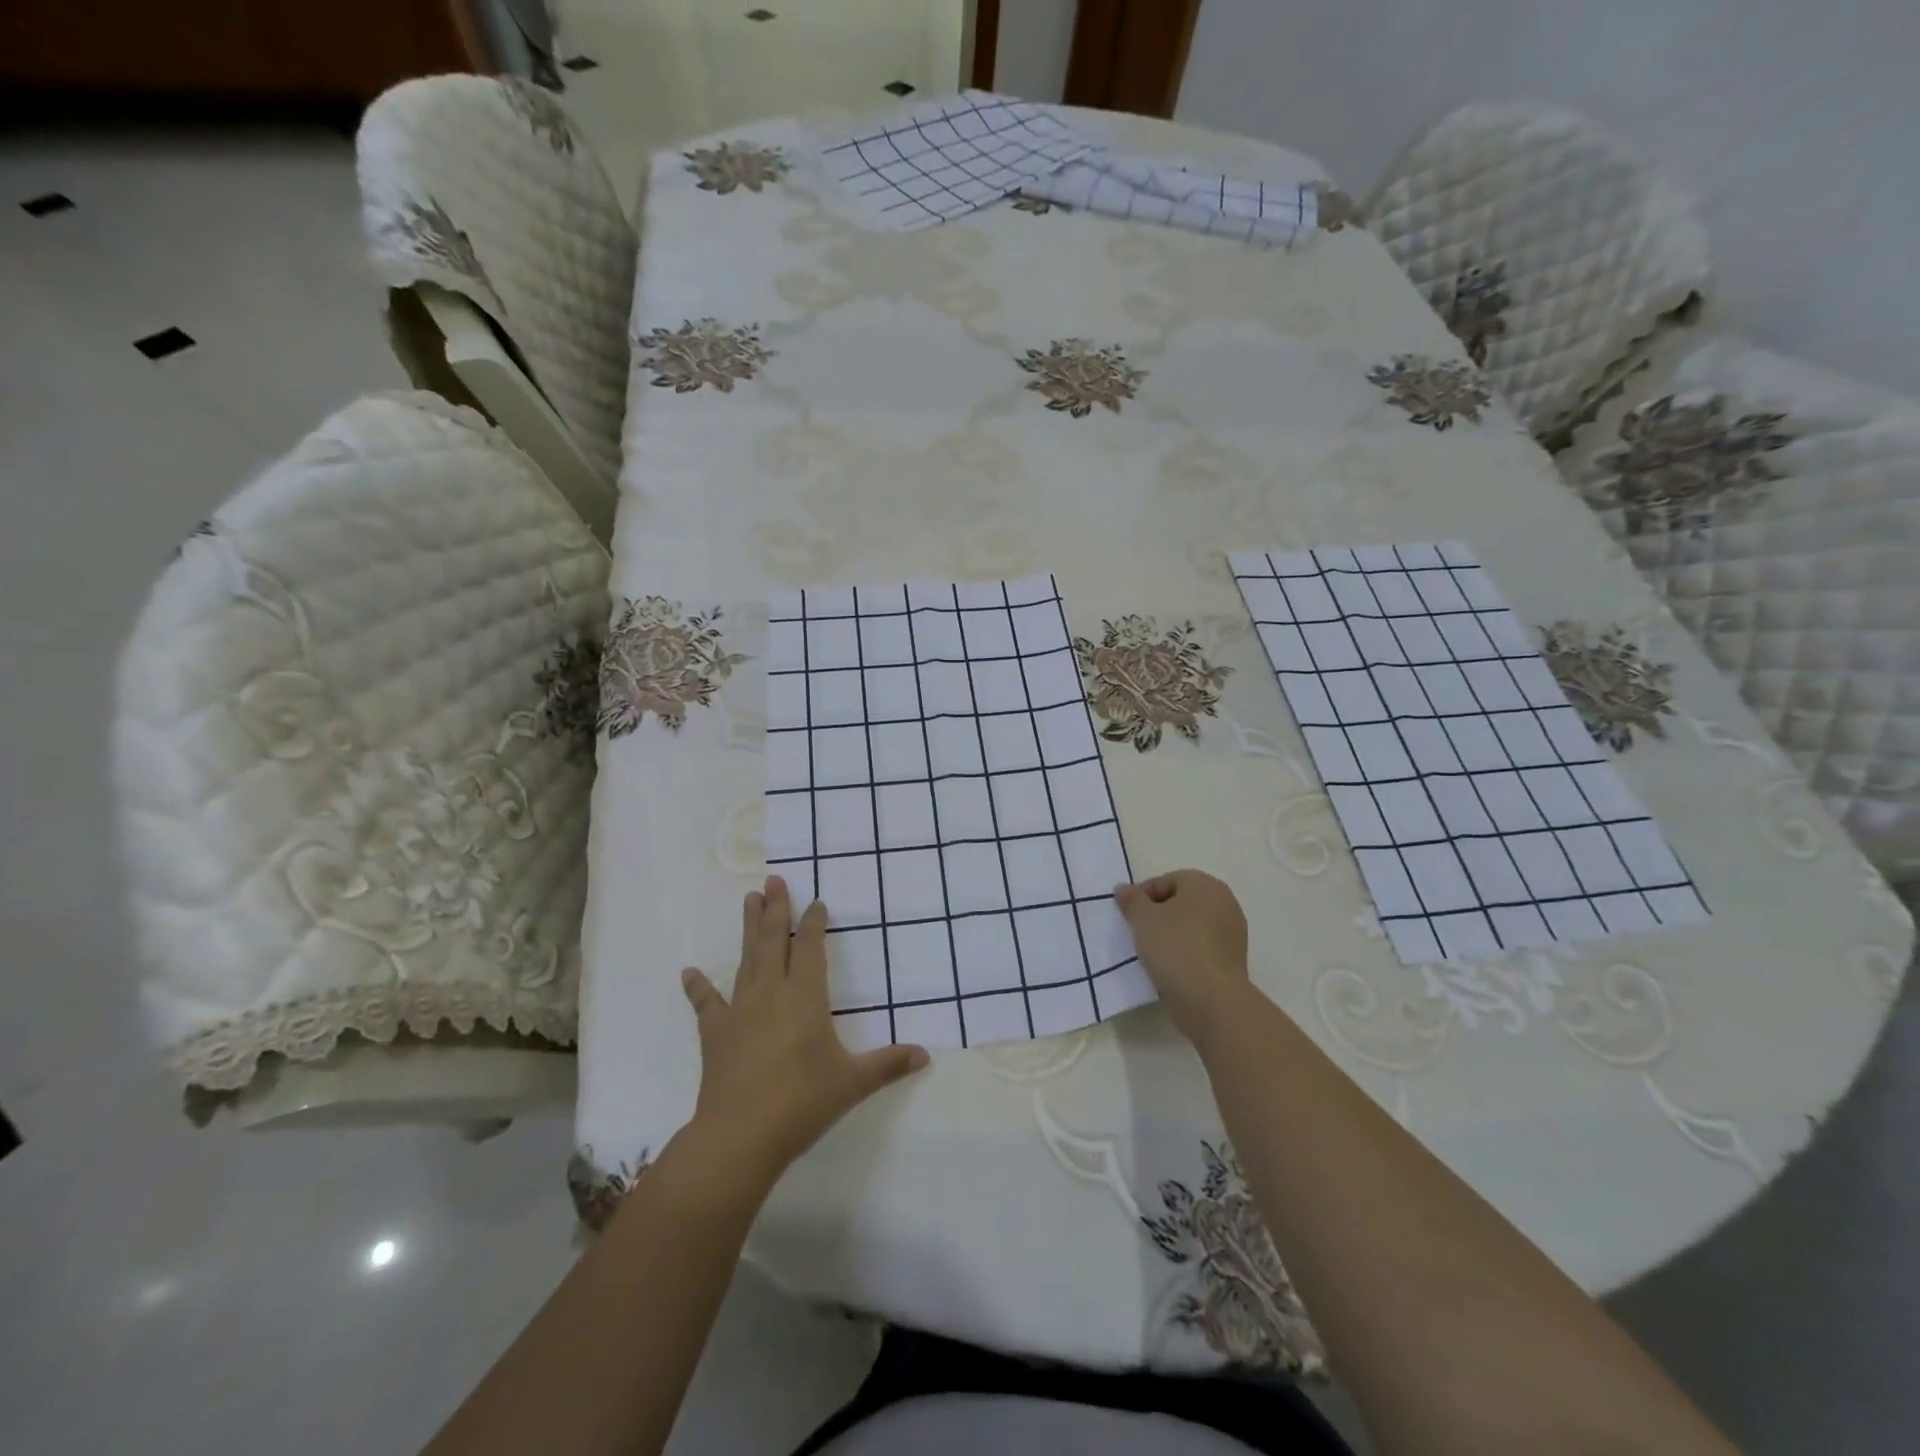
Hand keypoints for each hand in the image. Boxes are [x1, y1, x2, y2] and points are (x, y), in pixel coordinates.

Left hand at [681, 876, 929, 1185]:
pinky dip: (698, 988)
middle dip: (776, 909)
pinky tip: (688, 973)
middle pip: (774, 942)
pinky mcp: (715, 1034)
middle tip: (773, 880)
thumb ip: (889, 1064)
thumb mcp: (853, 1083)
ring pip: (746, 960)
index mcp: (805, 997)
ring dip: (749, 929)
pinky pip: (706, 1004)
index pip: (811, 949)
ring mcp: (739, 1011)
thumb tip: (926, 1055)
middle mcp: (771, 993)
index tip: (816, 903)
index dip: (814, 924)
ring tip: (749, 900)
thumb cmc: (802, 1102)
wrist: (740, 1136)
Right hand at [1115, 870, 1251, 1045]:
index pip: (1166, 880)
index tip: (1127, 915)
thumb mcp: (1142, 918)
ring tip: (1151, 952)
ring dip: (1171, 935)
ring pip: (1192, 926)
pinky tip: (1170, 968)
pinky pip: (1201, 948)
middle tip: (1137, 931)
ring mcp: (1232, 933)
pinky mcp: (1233, 960)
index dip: (1142, 895)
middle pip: (1181, 902)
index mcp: (1205, 885)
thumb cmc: (1175, 947)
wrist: (1211, 999)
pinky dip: (1185, 953)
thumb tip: (1124, 889)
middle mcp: (1224, 902)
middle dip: (1158, 914)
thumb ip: (1131, 899)